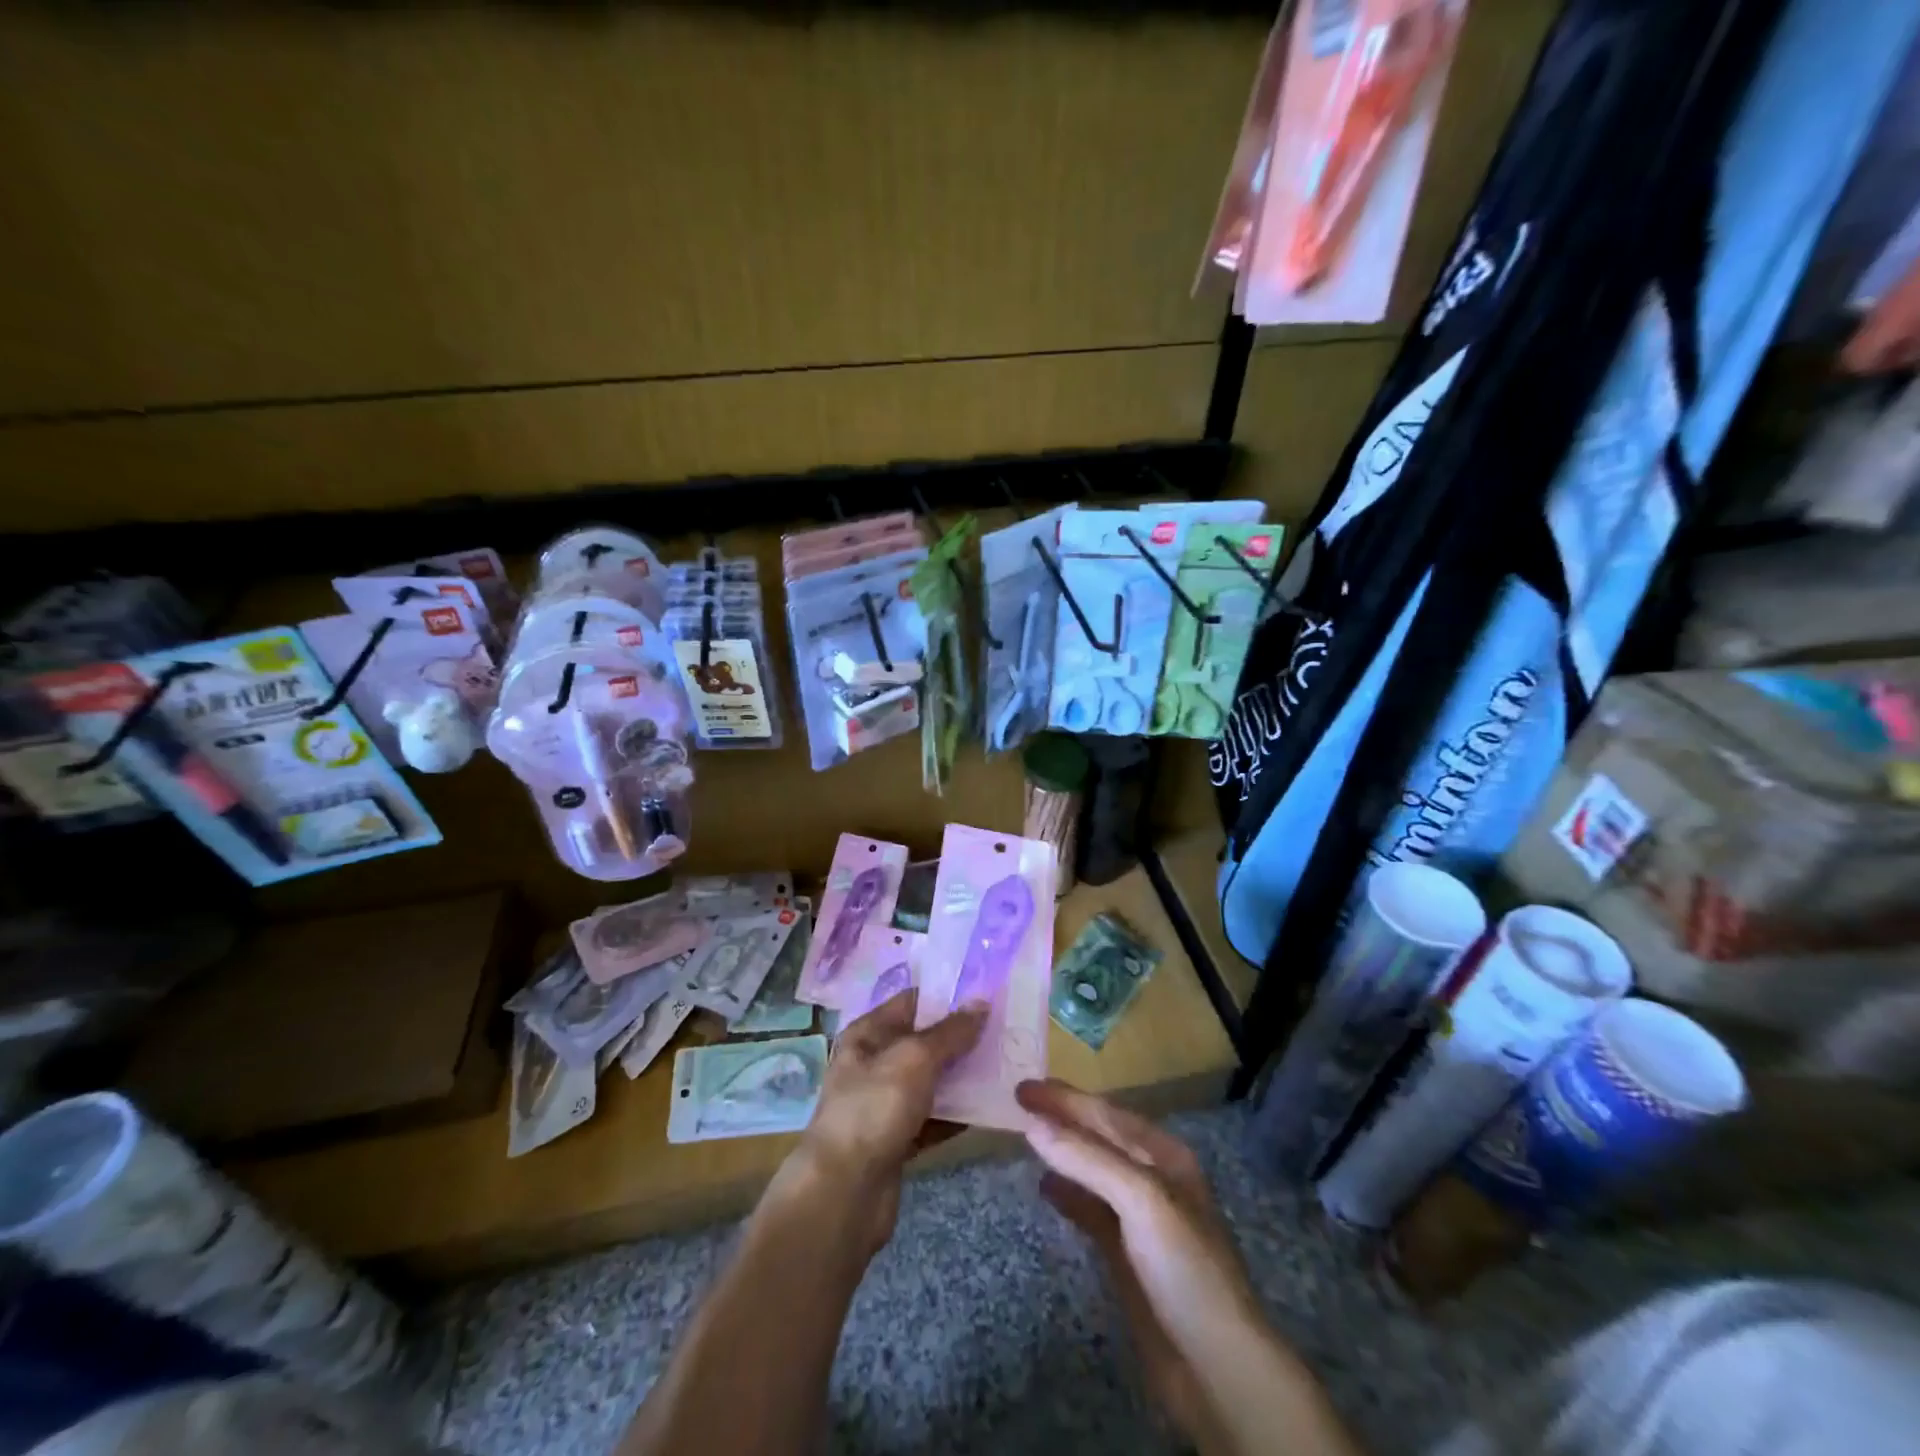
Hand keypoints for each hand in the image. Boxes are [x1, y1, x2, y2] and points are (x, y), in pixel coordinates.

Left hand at [793, 989, 985, 1251]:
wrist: (844, 1192)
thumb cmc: (875, 1108)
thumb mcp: (915, 1059)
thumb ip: (950, 1032)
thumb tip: (981, 1002)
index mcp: (868, 1034)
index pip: (912, 1002)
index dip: (947, 996)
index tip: (988, 993)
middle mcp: (874, 1064)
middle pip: (924, 1042)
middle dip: (962, 1037)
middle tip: (1007, 1029)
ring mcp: (885, 1104)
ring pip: (932, 1081)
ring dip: (964, 1076)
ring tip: (1007, 1065)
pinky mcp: (898, 1140)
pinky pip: (934, 1117)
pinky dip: (958, 1114)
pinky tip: (991, 1109)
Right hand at [1017, 1079, 1260, 1451]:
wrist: (1218, 1367)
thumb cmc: (1185, 1268)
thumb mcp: (1142, 1200)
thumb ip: (1087, 1159)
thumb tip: (1033, 1124)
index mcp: (1164, 1155)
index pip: (1106, 1113)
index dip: (1065, 1098)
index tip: (1023, 1087)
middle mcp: (1153, 1178)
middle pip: (1099, 1136)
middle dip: (1062, 1116)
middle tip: (1019, 1100)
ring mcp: (1140, 1218)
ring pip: (1092, 1170)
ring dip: (1061, 1150)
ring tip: (1025, 1135)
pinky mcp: (1127, 1255)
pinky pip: (1090, 1209)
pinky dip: (1066, 1193)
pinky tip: (1044, 1187)